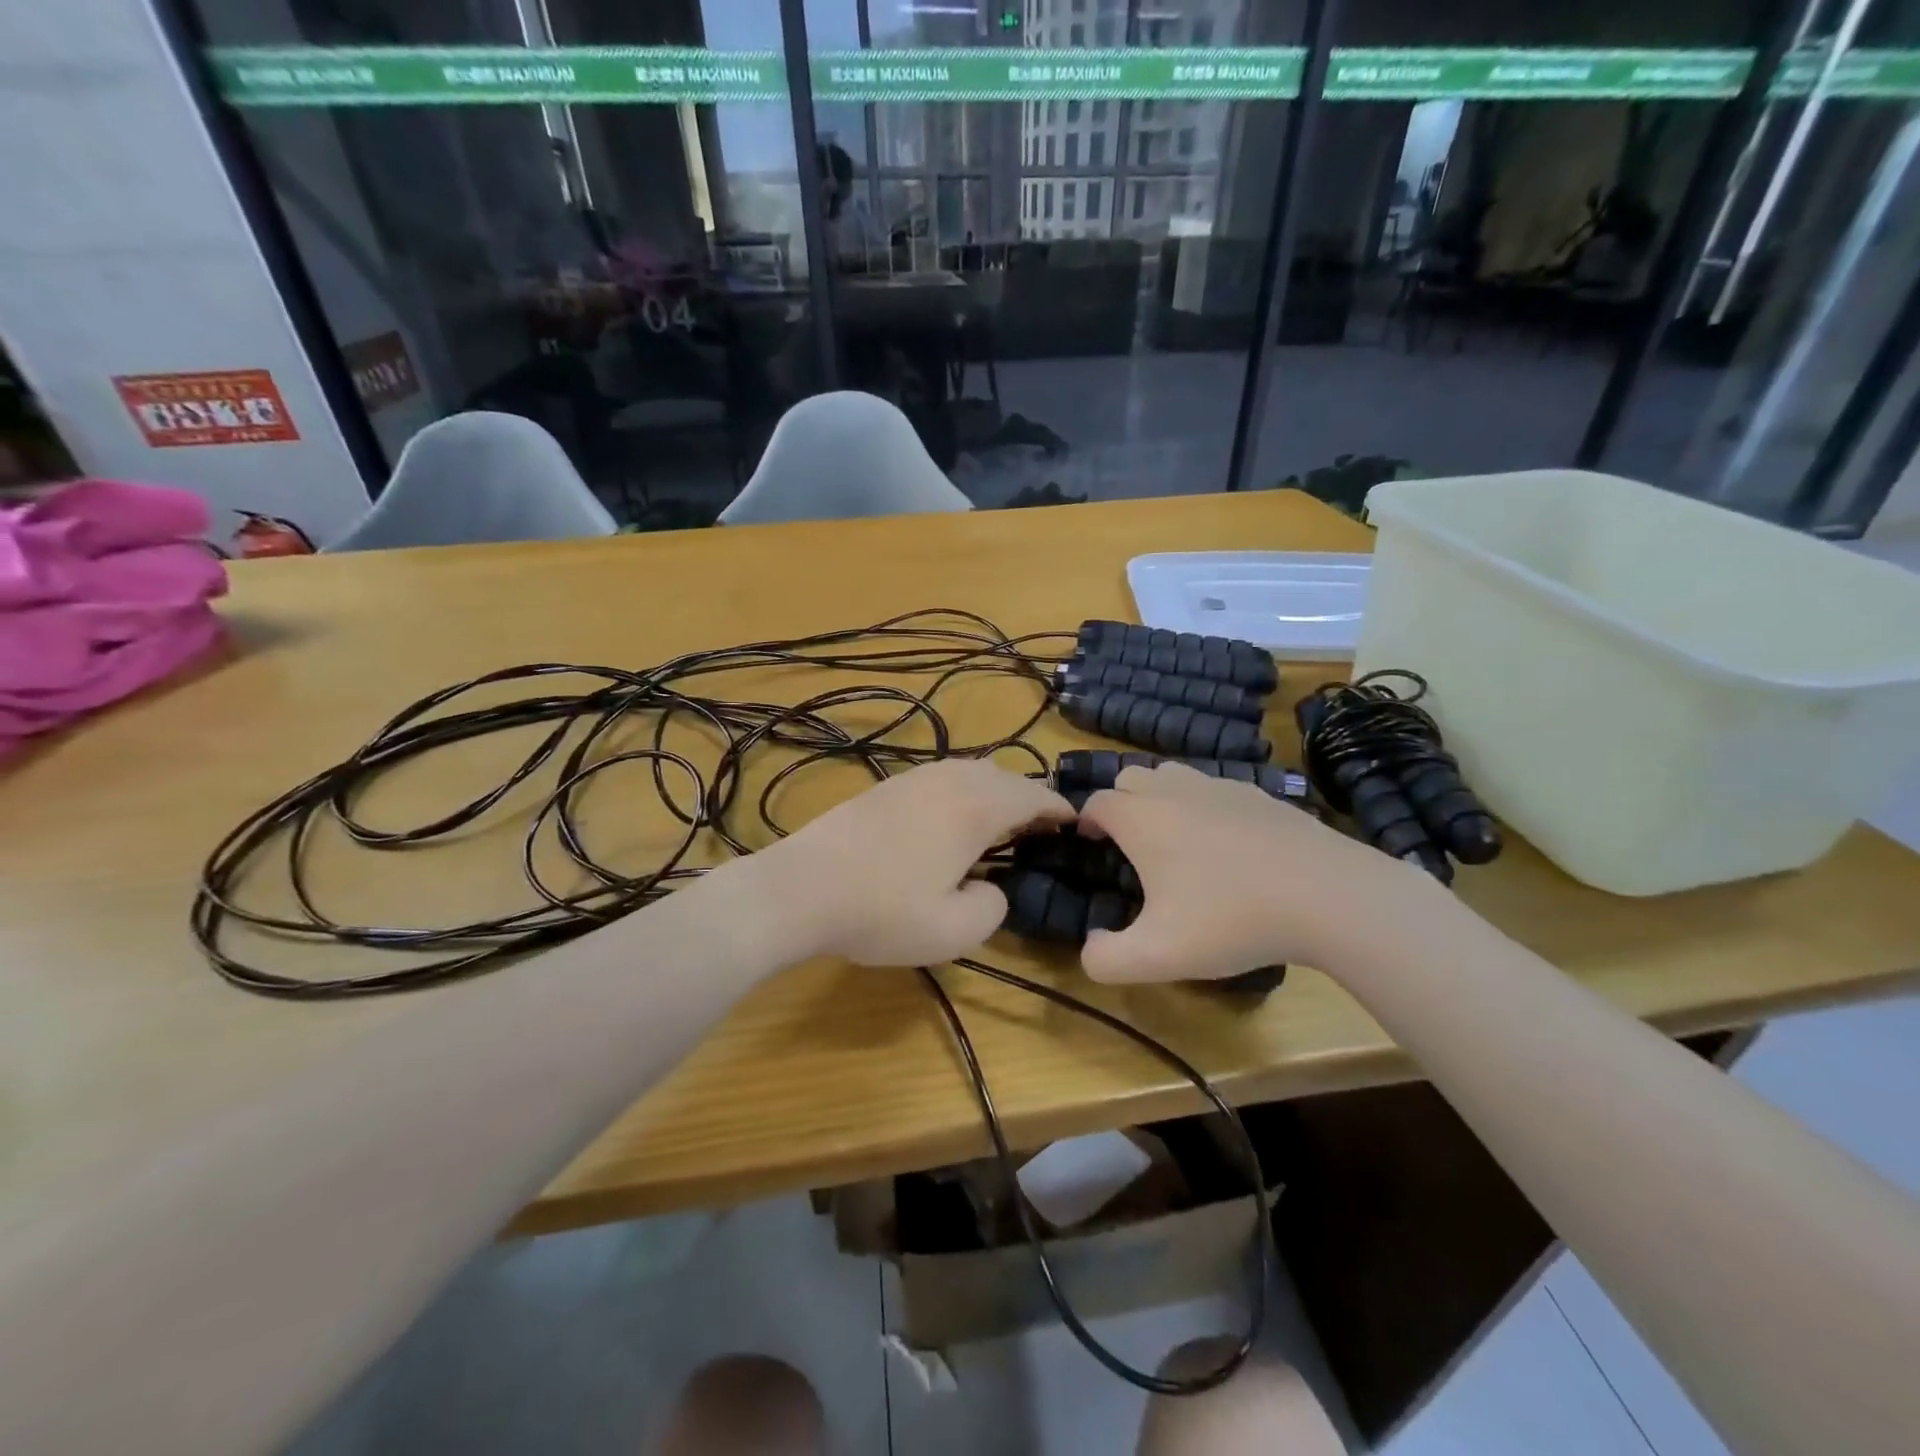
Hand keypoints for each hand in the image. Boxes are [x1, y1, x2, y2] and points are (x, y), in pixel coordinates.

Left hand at [750, 758, 1072, 966]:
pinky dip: (964, 790)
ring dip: (994, 789)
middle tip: (1040, 826)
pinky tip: (952, 817)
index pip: (1031, 797)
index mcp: (975, 809)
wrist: (801, 888)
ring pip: (970, 770)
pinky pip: (942, 777)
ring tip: (1001, 819)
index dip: (1058, 808)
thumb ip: (992, 907)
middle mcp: (949, 782)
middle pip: (1003, 776)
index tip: (1074, 822)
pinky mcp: (886, 786)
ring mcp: (914, 779)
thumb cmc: (881, 911)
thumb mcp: (952, 930)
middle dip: (1028, 797)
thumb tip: (991, 887)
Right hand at [1075, 762, 1449, 983]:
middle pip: (1130, 777)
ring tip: (1172, 837)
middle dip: (1119, 802)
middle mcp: (1174, 791)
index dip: (1086, 821)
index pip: (1096, 802)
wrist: (1327, 895)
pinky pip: (1214, 787)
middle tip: (1128, 843)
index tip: (1090, 845)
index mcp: (1142, 819)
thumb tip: (1089, 949)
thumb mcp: (1159, 956)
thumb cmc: (1232, 919)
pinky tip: (1226, 842)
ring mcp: (1220, 786)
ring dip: (1159, 796)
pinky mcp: (1259, 794)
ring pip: (1172, 774)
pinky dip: (1203, 804)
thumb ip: (1107, 960)